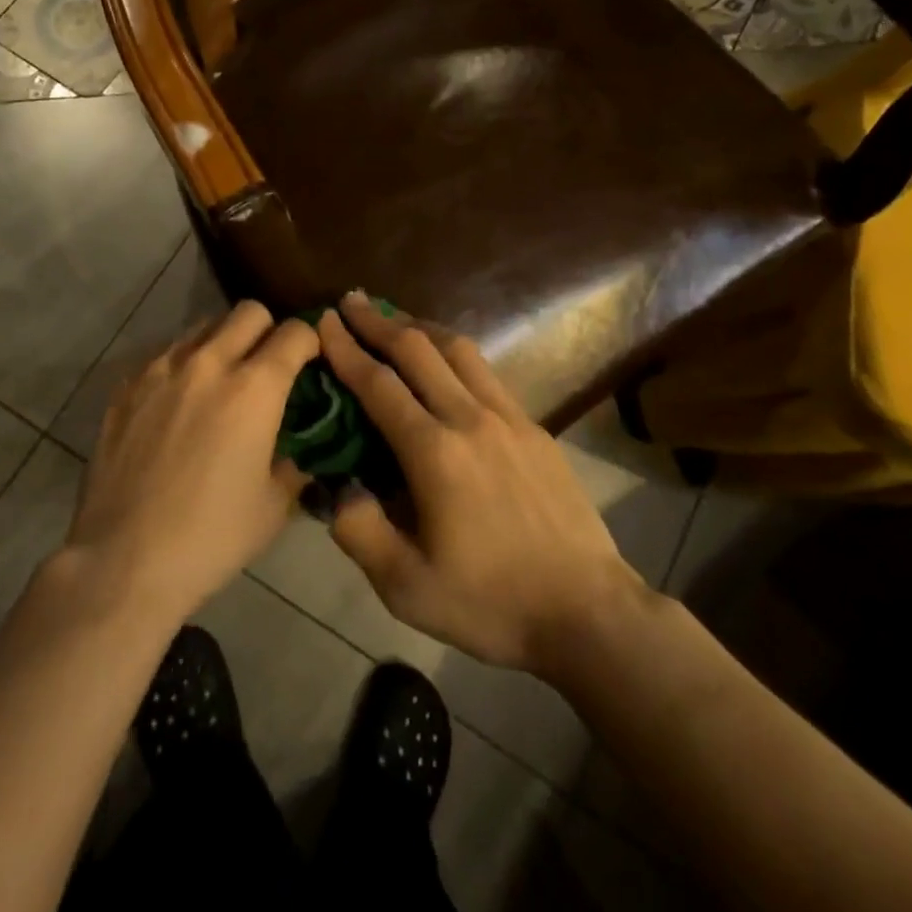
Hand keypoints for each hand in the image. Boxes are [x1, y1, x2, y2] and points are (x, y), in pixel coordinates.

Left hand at [65, 302, 317, 621]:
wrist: (124, 560)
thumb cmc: (211, 537)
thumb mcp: (274, 505)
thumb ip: (295, 461)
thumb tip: (300, 446)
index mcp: (254, 388)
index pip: (295, 333)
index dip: (311, 342)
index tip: (311, 363)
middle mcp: (209, 363)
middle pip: (249, 311)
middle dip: (268, 331)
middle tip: (267, 367)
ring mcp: (161, 369)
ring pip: (204, 325)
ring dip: (224, 342)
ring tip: (221, 381)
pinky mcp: (126, 385)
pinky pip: (165, 353)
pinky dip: (183, 364)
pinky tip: (178, 403)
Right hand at [319, 293, 636, 675]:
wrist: (587, 610)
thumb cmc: (491, 603)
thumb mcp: (407, 588)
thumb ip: (359, 532)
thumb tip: (335, 486)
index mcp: (434, 452)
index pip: (378, 385)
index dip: (346, 349)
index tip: (324, 321)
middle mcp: (470, 419)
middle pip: (418, 351)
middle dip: (378, 322)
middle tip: (351, 301)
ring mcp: (509, 418)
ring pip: (458, 351)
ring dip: (420, 327)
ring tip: (395, 318)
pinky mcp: (535, 428)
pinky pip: (487, 373)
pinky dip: (455, 353)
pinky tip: (448, 361)